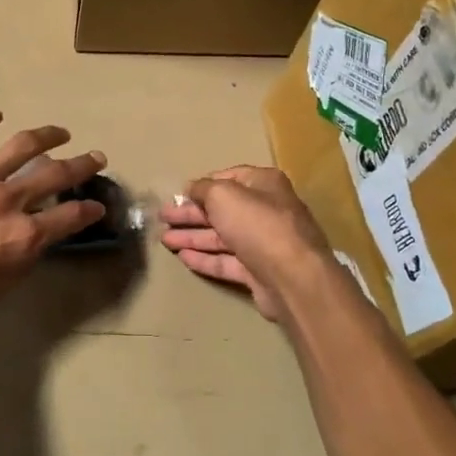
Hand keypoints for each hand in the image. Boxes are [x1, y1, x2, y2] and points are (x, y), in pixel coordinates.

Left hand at [0, 110, 106, 332]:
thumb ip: (21, 260)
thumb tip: (35, 239)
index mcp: (22, 235)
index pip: (70, 217)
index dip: (89, 210)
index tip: (97, 206)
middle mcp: (6, 200)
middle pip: (55, 174)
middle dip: (82, 165)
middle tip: (95, 157)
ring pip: (20, 145)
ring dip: (47, 135)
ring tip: (60, 132)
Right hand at [159, 166, 331, 322]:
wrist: (292, 278)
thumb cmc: (257, 225)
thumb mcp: (223, 195)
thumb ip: (203, 188)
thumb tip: (191, 188)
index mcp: (263, 185)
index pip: (228, 178)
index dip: (202, 186)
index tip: (178, 194)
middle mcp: (266, 211)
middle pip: (221, 209)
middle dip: (190, 213)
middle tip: (162, 218)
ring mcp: (263, 243)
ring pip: (221, 237)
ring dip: (192, 236)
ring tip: (164, 240)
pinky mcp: (258, 272)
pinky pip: (226, 261)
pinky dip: (204, 258)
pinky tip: (182, 257)